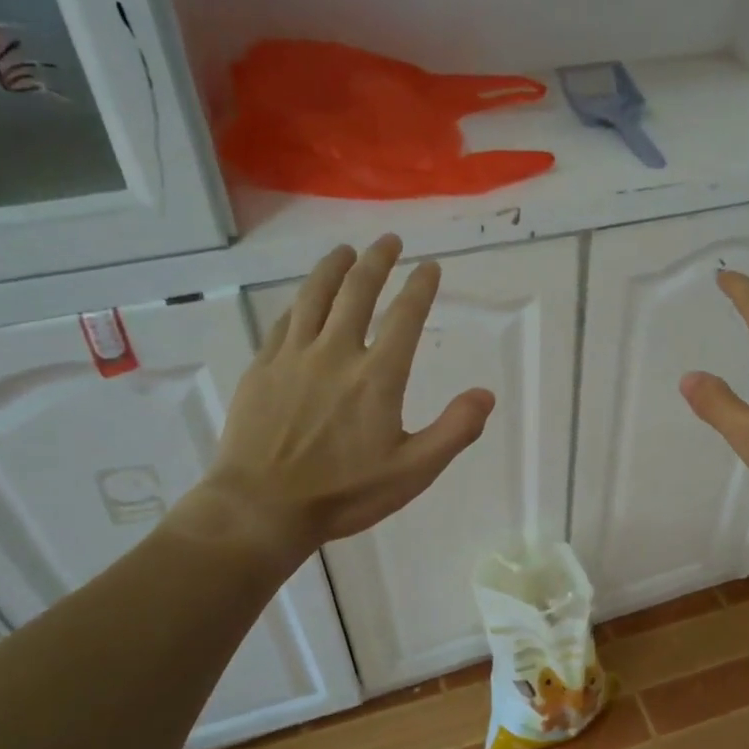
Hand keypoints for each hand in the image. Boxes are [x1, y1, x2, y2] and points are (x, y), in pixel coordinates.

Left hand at [178, 236, 494, 558]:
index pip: (405, 317)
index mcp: (377, 376)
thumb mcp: (413, 471)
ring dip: (333, 268)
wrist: (261, 508)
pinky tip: (303, 300)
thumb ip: (454, 431)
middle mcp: (336, 353)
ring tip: (345, 250)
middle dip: (377, 261)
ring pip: (314, 296)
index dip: (420, 287)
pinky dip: (299, 303)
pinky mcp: (263, 368)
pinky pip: (284, 322)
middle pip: (357, 292)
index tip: (430, 266)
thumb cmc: (344, 493)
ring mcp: (293, 357)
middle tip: (388, 241)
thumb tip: (486, 394)